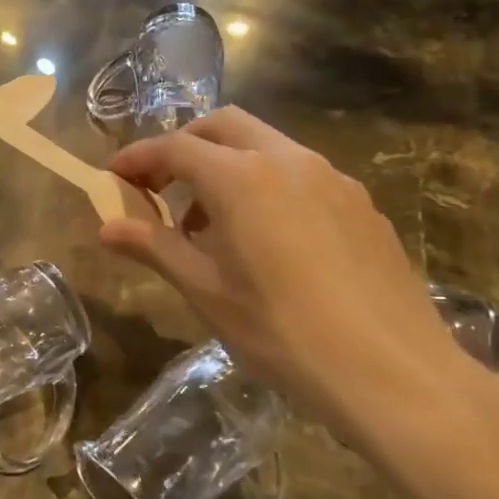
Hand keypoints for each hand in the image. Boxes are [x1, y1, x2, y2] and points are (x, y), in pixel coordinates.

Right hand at [101, 108, 498, 452]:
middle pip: (223, 126)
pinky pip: (300, 175)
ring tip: (210, 224)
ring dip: (226, 166)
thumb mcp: (207, 291)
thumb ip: (155, 248)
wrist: (391, 371)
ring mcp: (333, 179)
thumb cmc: (281, 332)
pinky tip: (266, 241)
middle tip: (159, 189)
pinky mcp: (361, 204)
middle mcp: (288, 161)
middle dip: (183, 147)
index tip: (112, 179)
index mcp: (242, 178)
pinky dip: (265, 185)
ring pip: (266, 146)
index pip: (175, 147)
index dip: (137, 159)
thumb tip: (107, 228)